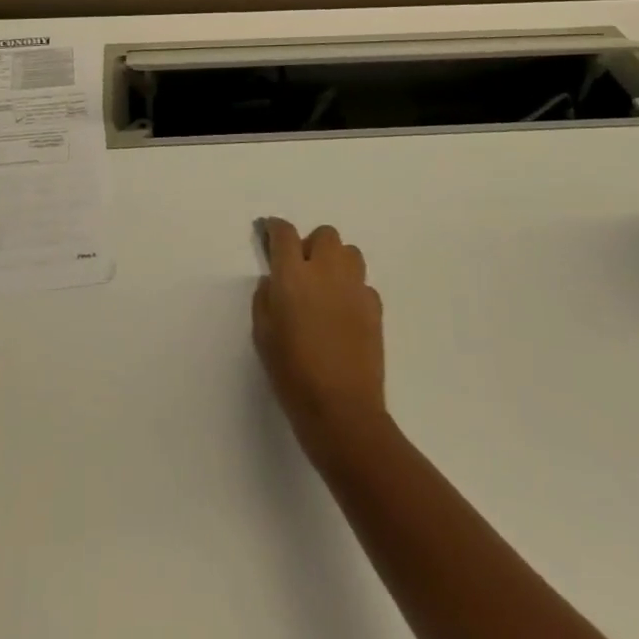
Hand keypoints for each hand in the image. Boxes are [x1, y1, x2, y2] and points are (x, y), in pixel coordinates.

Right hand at [253, 218, 386, 462]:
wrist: (342, 410)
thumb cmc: (292, 374)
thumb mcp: (262, 335)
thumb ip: (265, 299)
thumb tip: (274, 282)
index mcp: (293, 275)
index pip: (284, 233)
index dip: (275, 228)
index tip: (270, 233)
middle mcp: (326, 271)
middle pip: (324, 235)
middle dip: (312, 245)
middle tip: (303, 270)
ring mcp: (355, 287)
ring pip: (350, 252)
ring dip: (336, 261)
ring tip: (327, 287)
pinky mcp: (376, 307)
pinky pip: (363, 284)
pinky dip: (353, 290)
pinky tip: (344, 313)